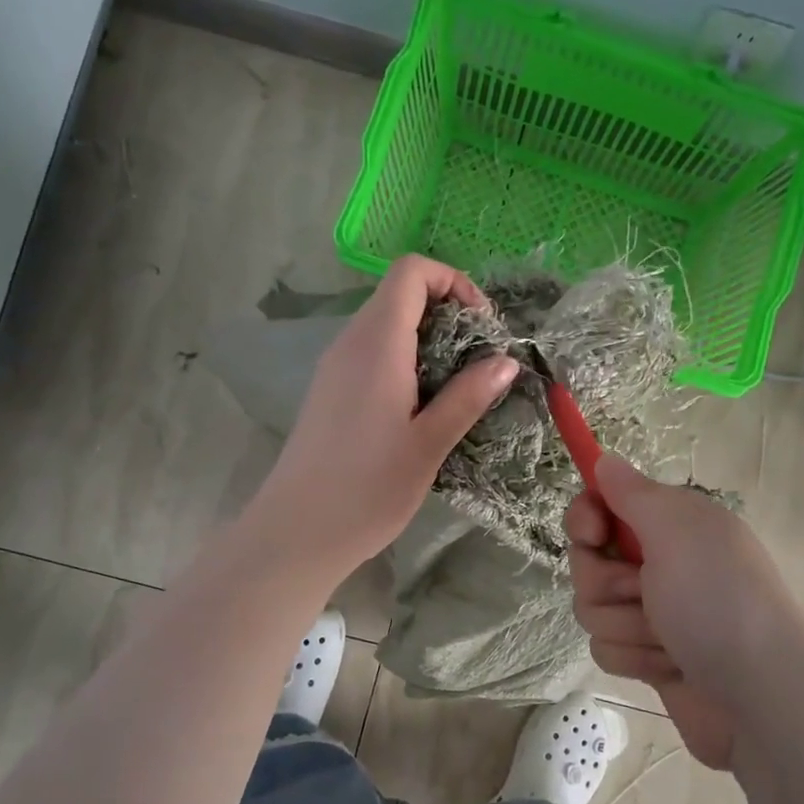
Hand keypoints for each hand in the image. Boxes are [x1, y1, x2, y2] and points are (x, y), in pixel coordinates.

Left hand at [254, 255, 518, 576]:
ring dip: (428, 341)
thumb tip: (505, 361)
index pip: (411, 272)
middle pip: (400, 294)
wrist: (297, 531)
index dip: (453, 282)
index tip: (482, 326)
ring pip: (386, 325)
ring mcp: (335, 366)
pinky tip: (422, 407)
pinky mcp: (330, 391)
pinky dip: (405, 361)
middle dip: (448, 313)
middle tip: (479, 361)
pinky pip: (372, 353)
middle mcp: (351, 343)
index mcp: (377, 344)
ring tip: (458, 387)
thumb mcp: (429, 443)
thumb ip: (468, 396)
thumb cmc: (368, 489)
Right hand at [566, 456, 803, 767]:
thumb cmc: (720, 603)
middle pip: (588, 561)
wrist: (760, 701)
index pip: (602, 506)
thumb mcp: (679, 531)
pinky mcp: (649, 656)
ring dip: (626, 626)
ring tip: (668, 639)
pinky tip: (670, 667)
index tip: (592, 535)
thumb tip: (604, 459)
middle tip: (644, 593)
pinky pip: (606, 649)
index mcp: (672, 524)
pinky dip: (635, 659)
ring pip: (592, 608)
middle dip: (606, 583)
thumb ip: (634, 493)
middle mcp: (660, 563)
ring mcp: (654, 613)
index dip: (586, 518)